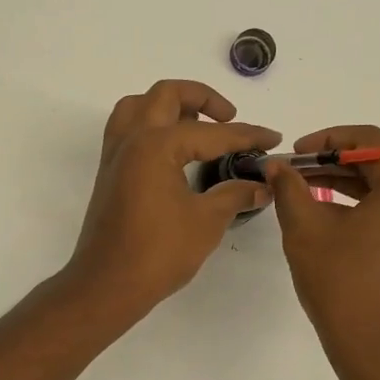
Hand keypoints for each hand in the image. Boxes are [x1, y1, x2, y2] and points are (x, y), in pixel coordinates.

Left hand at [64, 80, 280, 319]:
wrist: (108, 284)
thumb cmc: (158, 253)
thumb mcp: (207, 222)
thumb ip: (235, 195)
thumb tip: (262, 186)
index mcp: (156, 145)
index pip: (211, 132)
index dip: (246, 135)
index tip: (272, 139)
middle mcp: (131, 139)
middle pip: (166, 95)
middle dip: (203, 98)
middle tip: (228, 119)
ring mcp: (115, 155)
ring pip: (138, 106)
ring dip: (168, 106)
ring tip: (196, 126)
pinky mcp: (108, 173)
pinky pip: (126, 130)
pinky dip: (149, 125)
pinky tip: (171, 150)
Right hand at [266, 126, 379, 375]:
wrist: (376, 347)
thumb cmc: (341, 282)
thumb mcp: (306, 228)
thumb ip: (290, 188)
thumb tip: (276, 166)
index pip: (371, 141)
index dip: (329, 138)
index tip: (296, 152)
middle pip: (379, 163)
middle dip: (332, 161)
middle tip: (293, 170)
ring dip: (343, 183)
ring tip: (302, 190)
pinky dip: (358, 206)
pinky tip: (325, 215)